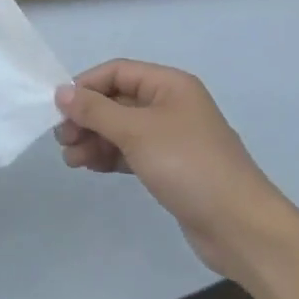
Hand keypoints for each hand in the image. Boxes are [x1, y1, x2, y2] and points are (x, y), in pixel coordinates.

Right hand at [55, 60, 298, 284]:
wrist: (239, 226)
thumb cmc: (188, 165)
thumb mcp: (136, 132)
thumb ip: (95, 110)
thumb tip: (61, 91)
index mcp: (170, 85)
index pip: (117, 72)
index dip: (85, 86)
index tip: (59, 109)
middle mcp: (171, 104)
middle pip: (117, 100)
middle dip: (87, 117)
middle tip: (63, 139)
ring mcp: (171, 137)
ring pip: (121, 128)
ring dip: (94, 139)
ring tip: (72, 159)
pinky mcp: (170, 167)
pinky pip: (131, 152)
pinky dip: (109, 156)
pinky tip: (90, 166)